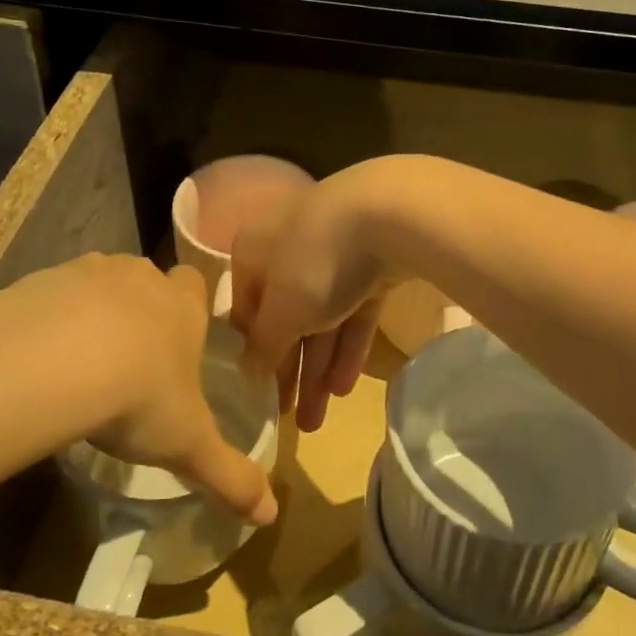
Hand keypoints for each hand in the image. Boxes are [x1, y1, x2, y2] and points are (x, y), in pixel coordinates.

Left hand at [0, 255, 276, 523]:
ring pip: (97, 283)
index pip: (194, 285)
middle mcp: (140, 278)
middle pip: (146, 281)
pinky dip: (48, 318)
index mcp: (183, 306)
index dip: (188, 306)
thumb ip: (231, 475)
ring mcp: (89, 272)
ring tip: (78, 360)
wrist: (56, 362)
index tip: (177, 337)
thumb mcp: (189, 445)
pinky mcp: (41, 280)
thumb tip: (272, 514)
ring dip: (92, 311)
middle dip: (139, 308)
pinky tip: (38, 357)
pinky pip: (50, 295)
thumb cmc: (140, 396)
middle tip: (127, 357)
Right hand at [230, 166, 391, 431]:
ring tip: (317, 422)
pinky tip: (345, 387)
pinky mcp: (373, 261)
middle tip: (289, 418)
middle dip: (288, 370)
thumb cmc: (315, 262)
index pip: (244, 309)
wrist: (391, 212)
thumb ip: (263, 345)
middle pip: (285, 316)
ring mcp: (333, 251)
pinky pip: (353, 309)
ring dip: (317, 367)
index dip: (252, 354)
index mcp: (253, 250)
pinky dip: (348, 345)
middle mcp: (287, 246)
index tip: (258, 396)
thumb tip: (247, 371)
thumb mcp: (282, 313)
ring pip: (321, 317)